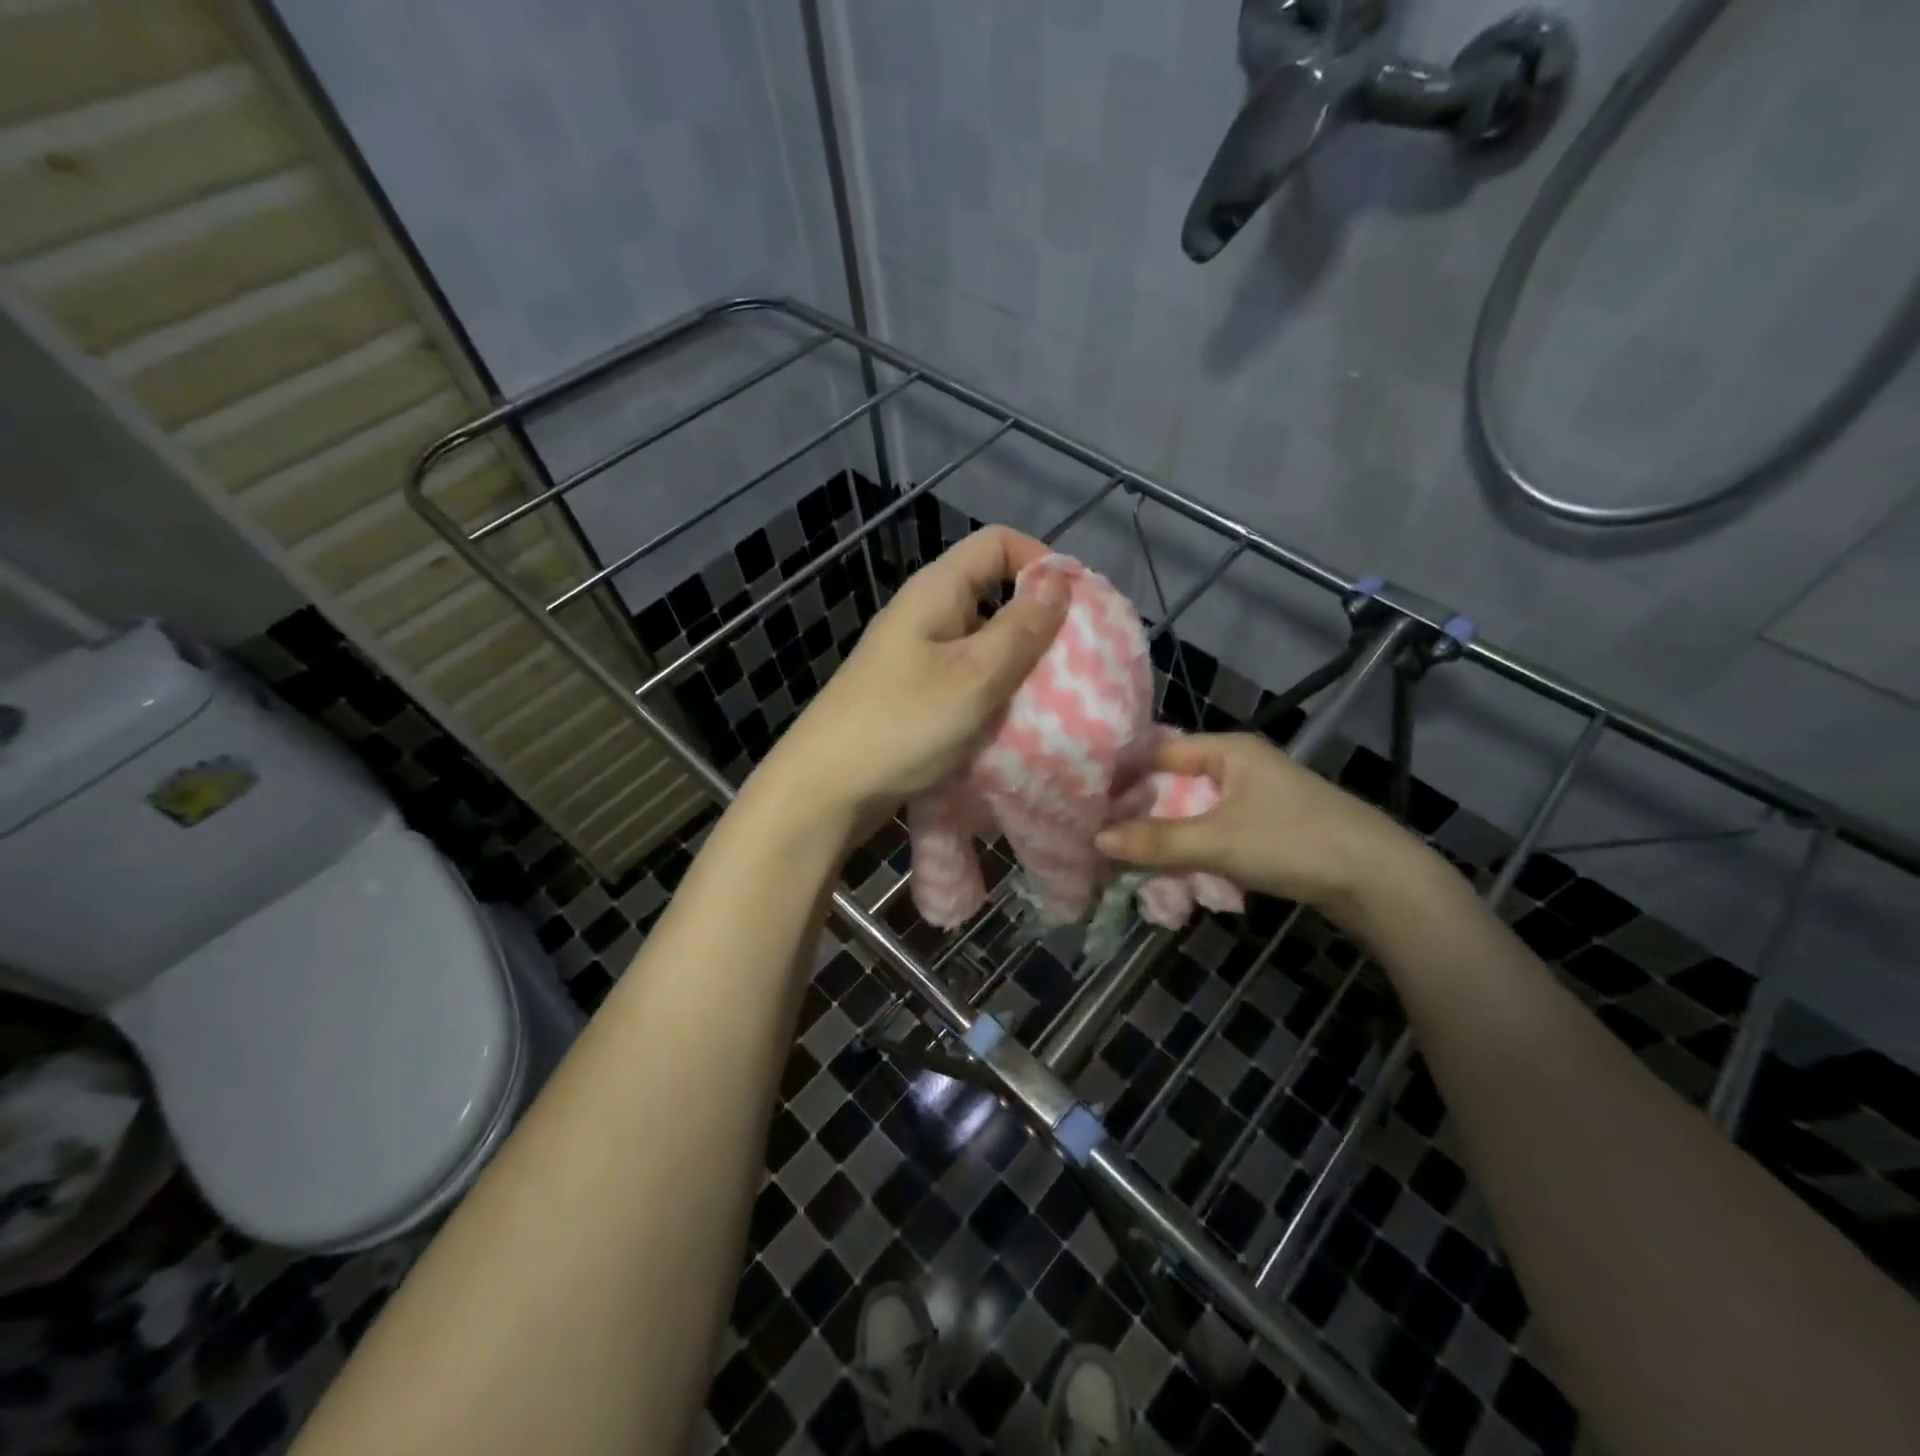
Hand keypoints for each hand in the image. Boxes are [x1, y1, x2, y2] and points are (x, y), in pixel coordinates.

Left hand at [755, 527, 1069, 831]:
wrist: (827, 788)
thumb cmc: (903, 724)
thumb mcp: (974, 675)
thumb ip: (1022, 628)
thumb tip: (1060, 579)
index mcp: (937, 591)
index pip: (998, 543)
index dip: (1042, 562)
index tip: (1077, 606)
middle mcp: (927, 613)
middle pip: (995, 591)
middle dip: (1039, 620)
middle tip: (1075, 660)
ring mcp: (918, 655)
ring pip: (984, 640)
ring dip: (1020, 662)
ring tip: (1054, 695)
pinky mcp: (916, 692)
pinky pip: (968, 676)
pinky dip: (996, 690)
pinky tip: (1014, 719)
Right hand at [1094, 733, 1434, 928]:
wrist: (1380, 881)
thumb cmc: (1294, 842)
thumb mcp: (1217, 841)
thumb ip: (1157, 841)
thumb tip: (1097, 840)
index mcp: (1230, 750)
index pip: (1162, 750)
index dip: (1125, 772)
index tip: (1090, 795)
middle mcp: (1242, 766)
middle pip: (1177, 783)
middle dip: (1142, 809)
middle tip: (1103, 832)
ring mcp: (1259, 798)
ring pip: (1196, 811)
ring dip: (1167, 834)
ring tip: (1129, 855)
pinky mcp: (1270, 829)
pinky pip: (1217, 832)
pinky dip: (1194, 848)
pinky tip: (1174, 870)